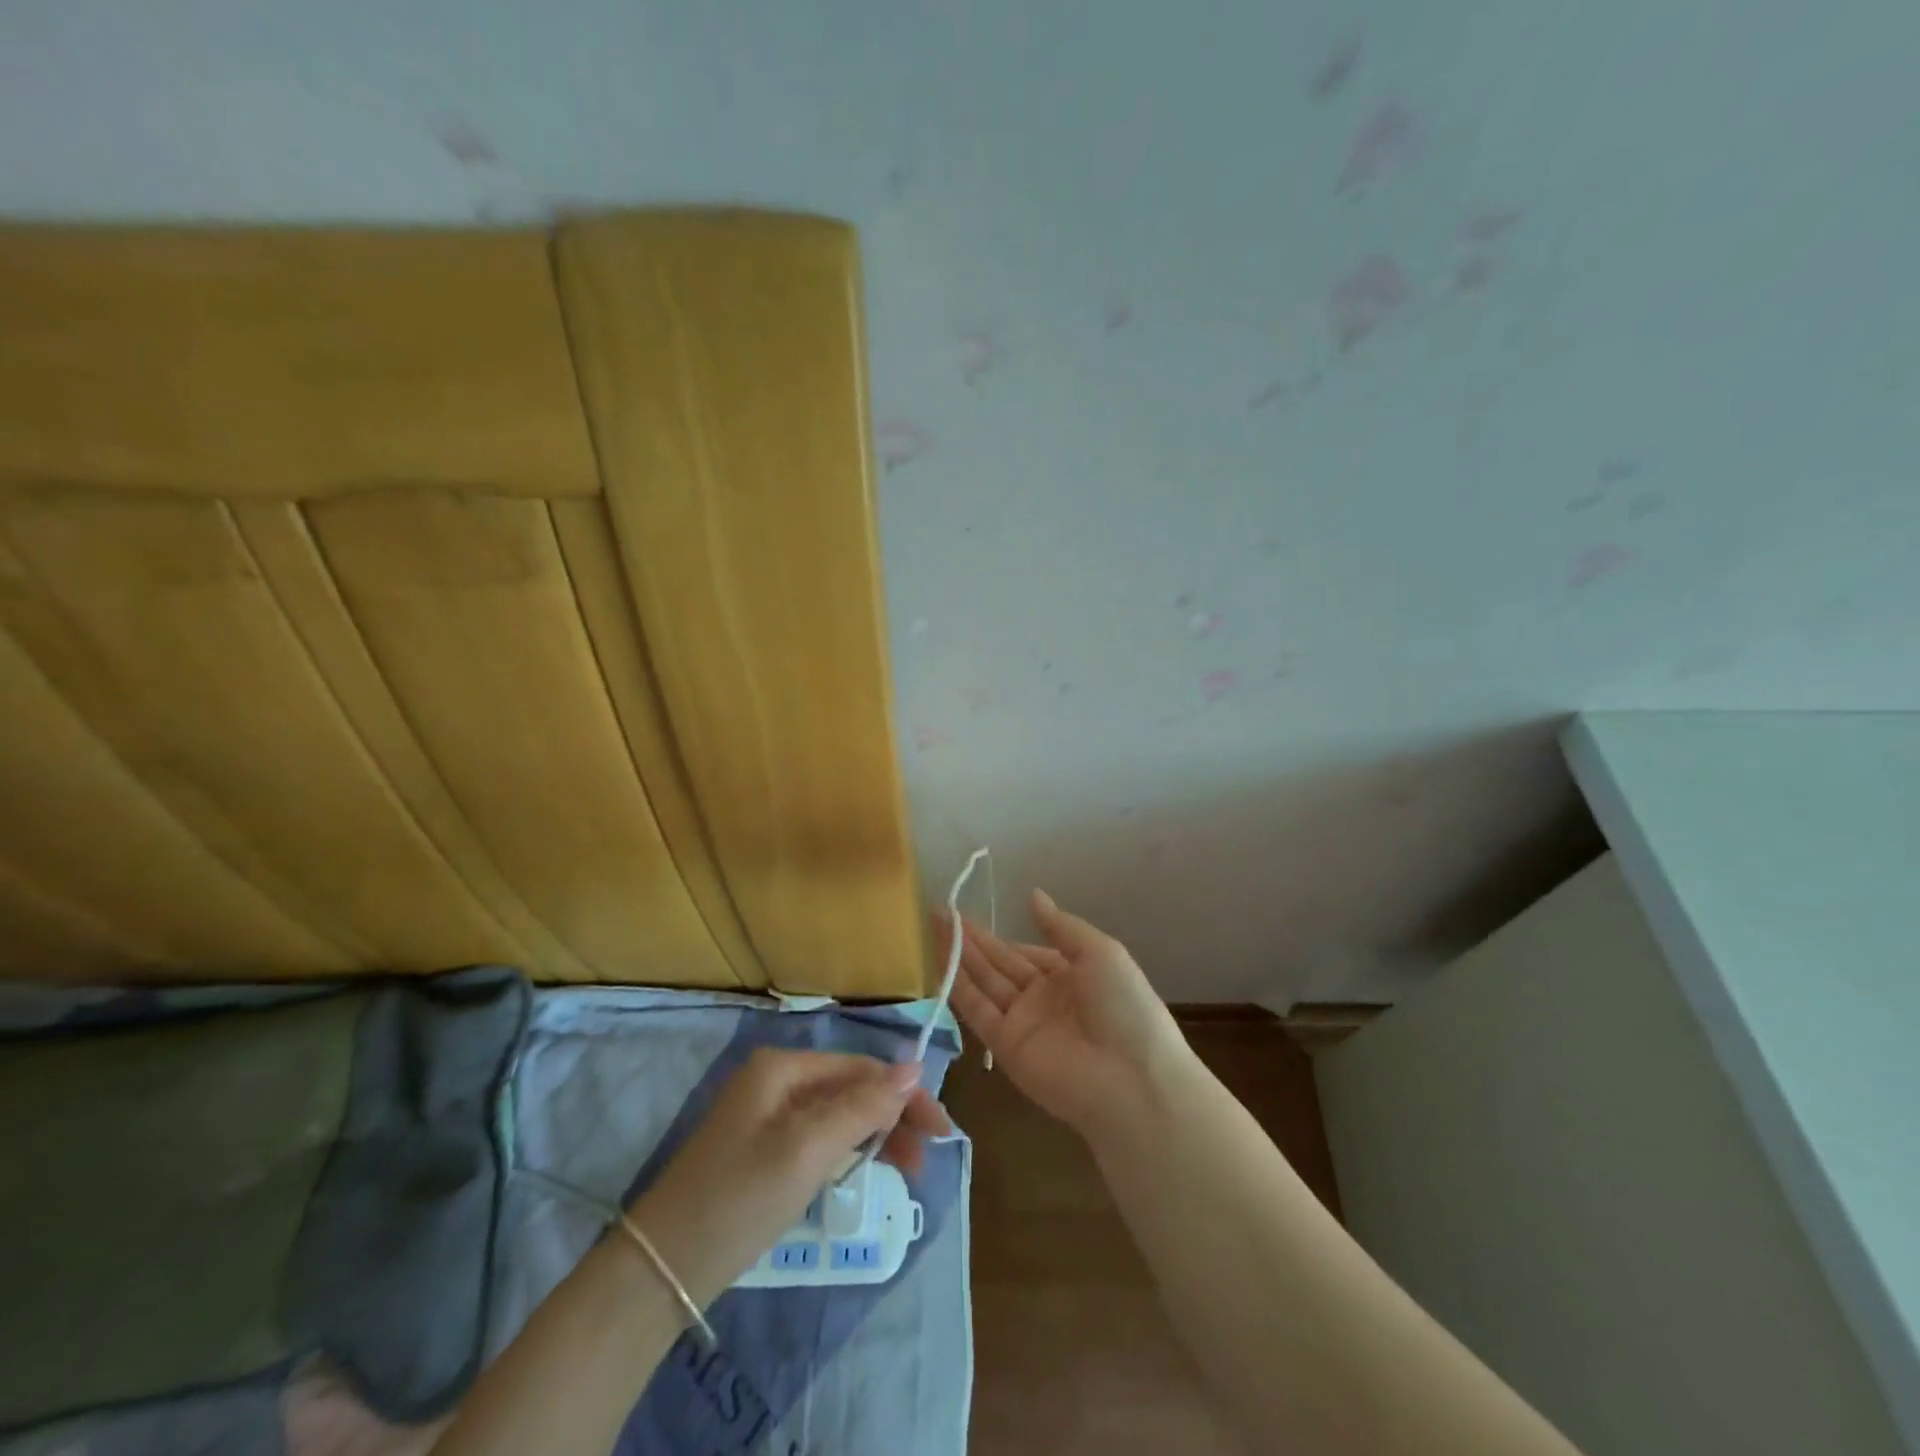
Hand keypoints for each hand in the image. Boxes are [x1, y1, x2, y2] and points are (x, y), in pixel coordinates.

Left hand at [626, 1050, 949, 1303]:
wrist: (660, 1271)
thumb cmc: (738, 1198)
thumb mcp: (807, 1149)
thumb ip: (862, 1106)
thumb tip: (914, 1066)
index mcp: (782, 1067)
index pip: (860, 1067)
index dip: (904, 1094)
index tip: (941, 1130)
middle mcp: (776, 1080)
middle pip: (850, 1087)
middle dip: (893, 1115)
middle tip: (929, 1156)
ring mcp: (767, 1115)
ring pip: (837, 1114)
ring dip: (875, 1135)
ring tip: (909, 1170)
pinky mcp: (762, 1150)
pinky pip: (818, 1137)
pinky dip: (847, 1150)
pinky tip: (866, 1168)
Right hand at [947, 889, 1190, 1137]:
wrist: (1133, 1081)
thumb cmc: (1124, 1007)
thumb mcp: (1101, 953)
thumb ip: (1061, 926)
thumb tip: (1033, 895)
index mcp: (1071, 976)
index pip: (1026, 953)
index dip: (1000, 937)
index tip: (968, 915)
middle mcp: (1044, 998)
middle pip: (1000, 964)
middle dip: (972, 939)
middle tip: (939, 911)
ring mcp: (1024, 1023)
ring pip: (985, 982)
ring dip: (960, 955)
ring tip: (934, 925)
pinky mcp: (1006, 1047)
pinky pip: (978, 1011)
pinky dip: (958, 987)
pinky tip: (940, 960)